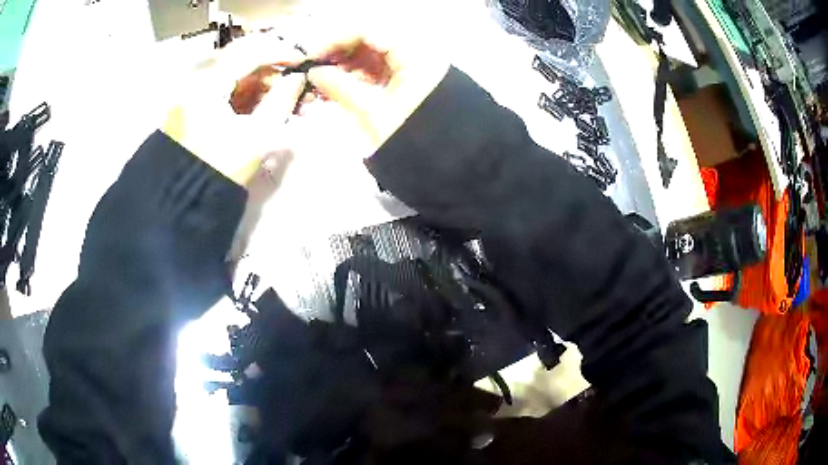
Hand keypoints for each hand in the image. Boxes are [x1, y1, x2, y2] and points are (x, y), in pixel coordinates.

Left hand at [162, 32, 306, 185]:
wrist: (183, 203)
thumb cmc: (219, 170)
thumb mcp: (256, 137)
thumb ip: (281, 101)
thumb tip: (298, 79)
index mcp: (207, 86)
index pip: (249, 53)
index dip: (280, 52)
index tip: (303, 60)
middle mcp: (195, 82)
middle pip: (240, 58)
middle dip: (270, 66)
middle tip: (294, 79)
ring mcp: (191, 94)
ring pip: (232, 73)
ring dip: (259, 80)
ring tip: (284, 95)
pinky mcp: (191, 107)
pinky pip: (222, 89)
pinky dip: (244, 92)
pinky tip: (263, 103)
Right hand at [298, 1, 449, 151]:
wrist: (453, 161)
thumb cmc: (415, 138)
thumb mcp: (372, 114)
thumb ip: (339, 87)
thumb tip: (313, 73)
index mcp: (413, 52)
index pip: (365, 29)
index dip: (333, 39)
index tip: (310, 56)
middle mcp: (417, 49)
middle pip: (369, 37)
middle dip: (339, 51)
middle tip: (315, 68)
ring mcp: (417, 61)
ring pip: (374, 51)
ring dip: (348, 62)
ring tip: (325, 80)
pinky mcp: (414, 75)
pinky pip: (383, 65)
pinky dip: (361, 72)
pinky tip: (342, 84)